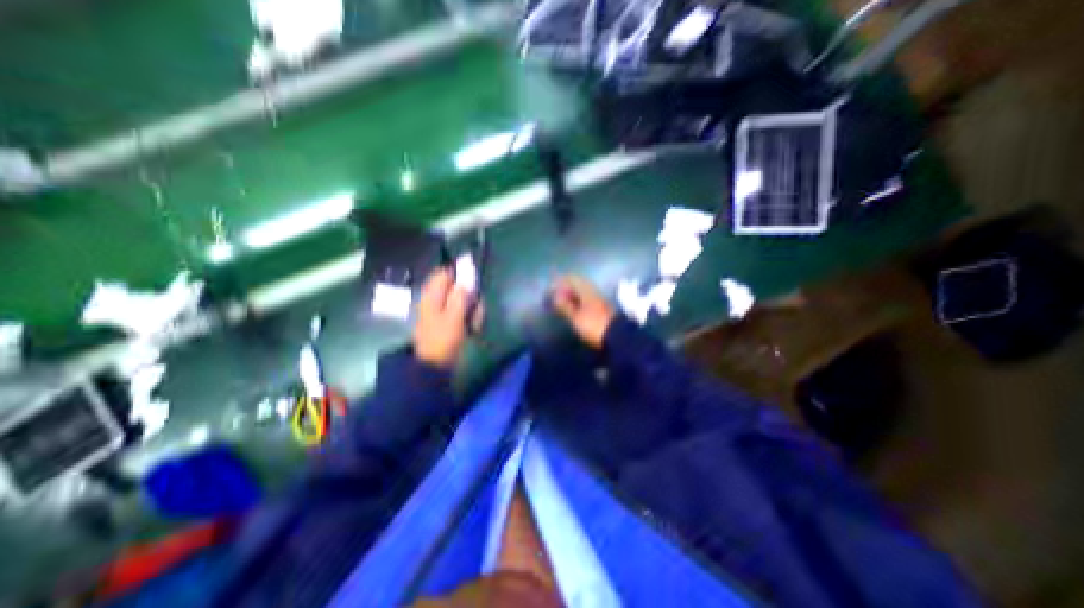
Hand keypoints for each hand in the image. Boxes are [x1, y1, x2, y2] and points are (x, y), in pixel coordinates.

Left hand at [413, 268, 474, 370]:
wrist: (433, 366)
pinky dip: (468, 319)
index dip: (460, 274)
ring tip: (473, 324)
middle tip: (475, 309)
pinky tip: (471, 329)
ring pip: (462, 302)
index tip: (473, 284)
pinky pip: (462, 314)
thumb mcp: (454, 317)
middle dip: (470, 297)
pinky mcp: (447, 322)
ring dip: (471, 310)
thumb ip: (460, 296)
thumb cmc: (443, 340)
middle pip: (457, 288)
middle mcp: (435, 300)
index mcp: (432, 295)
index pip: (445, 273)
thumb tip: (466, 279)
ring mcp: (441, 312)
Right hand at [552, 276, 618, 349]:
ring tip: (562, 302)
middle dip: (566, 288)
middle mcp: (593, 293)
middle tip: (554, 294)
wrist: (617, 338)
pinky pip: (586, 300)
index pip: (572, 279)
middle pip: (578, 285)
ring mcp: (599, 301)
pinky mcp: (602, 310)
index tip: (550, 287)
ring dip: (572, 295)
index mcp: (587, 291)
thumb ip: (565, 306)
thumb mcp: (576, 318)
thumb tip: (556, 295)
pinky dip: (578, 301)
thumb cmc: (594, 326)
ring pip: (583, 292)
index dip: (560, 281)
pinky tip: (574, 308)